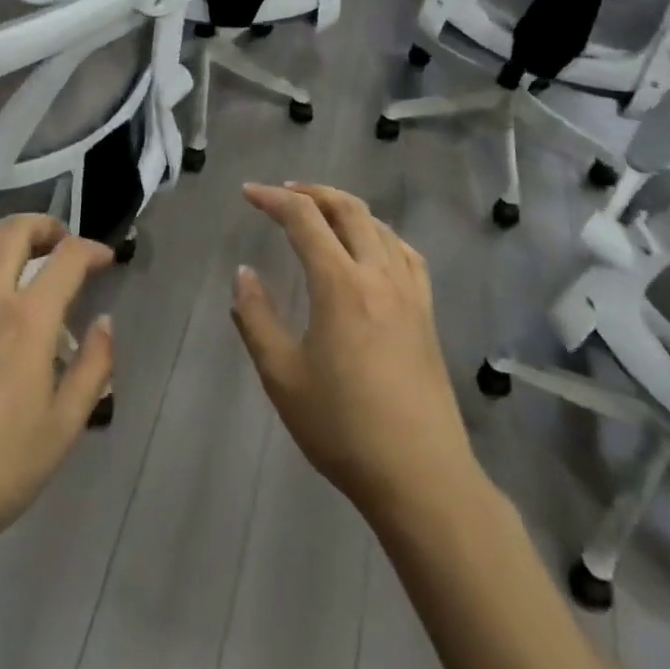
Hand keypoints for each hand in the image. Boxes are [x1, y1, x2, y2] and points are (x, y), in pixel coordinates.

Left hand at [0, 216, 114, 560]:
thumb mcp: (64, 427)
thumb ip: (93, 367)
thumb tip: (104, 322)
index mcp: (28, 321)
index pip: (67, 258)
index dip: (92, 250)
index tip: (104, 259)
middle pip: (15, 231)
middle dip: (46, 226)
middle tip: (60, 243)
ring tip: (13, 250)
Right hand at [231, 184, 477, 523]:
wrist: (421, 477)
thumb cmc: (343, 428)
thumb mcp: (282, 376)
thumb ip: (256, 318)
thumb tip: (243, 274)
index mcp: (340, 284)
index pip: (304, 218)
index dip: (273, 198)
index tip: (248, 193)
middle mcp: (378, 274)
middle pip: (348, 209)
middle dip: (312, 192)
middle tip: (283, 193)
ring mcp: (409, 292)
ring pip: (379, 226)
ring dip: (345, 208)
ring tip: (320, 212)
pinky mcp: (426, 313)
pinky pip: (405, 253)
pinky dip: (380, 234)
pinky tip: (371, 248)